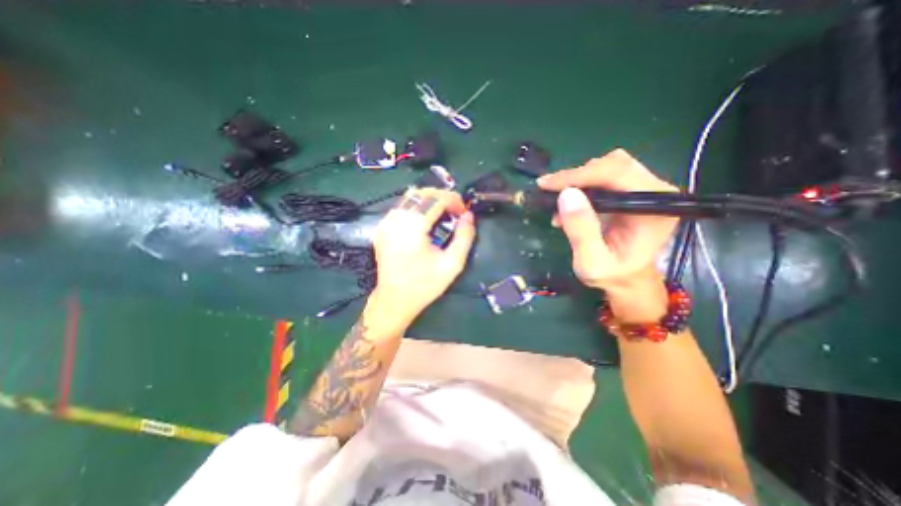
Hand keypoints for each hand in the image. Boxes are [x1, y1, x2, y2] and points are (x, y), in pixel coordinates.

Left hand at [370, 186, 472, 323]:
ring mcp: (386, 222)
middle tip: (456, 212)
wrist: (395, 299)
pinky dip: (417, 206)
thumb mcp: (452, 264)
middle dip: (443, 197)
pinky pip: (402, 207)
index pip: (435, 199)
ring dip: (430, 200)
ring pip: (411, 197)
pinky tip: (426, 219)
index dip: (454, 200)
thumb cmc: (425, 284)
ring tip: (444, 213)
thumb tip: (469, 216)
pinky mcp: (382, 227)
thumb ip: (464, 237)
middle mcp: (396, 219)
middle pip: (422, 193)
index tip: (464, 212)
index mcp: (413, 227)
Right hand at [534, 148, 675, 320]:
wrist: (625, 279)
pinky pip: (602, 177)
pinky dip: (580, 186)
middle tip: (548, 191)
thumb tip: (566, 195)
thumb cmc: (612, 275)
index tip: (547, 184)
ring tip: (558, 203)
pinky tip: (567, 207)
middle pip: (614, 164)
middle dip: (577, 176)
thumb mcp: (592, 262)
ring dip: (577, 180)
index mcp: (654, 207)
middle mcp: (654, 192)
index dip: (579, 175)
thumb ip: (582, 231)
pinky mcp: (629, 191)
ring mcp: (642, 189)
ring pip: (606, 166)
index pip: (617, 174)